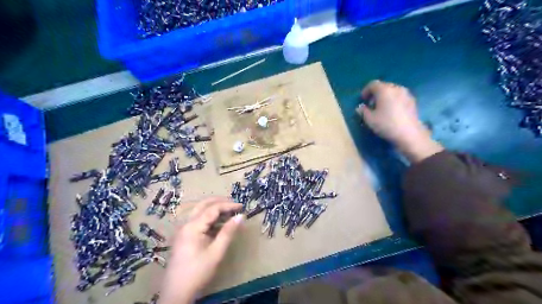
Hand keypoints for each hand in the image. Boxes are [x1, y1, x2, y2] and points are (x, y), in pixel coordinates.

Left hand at [159, 198, 243, 303]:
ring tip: (229, 212)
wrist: (177, 292)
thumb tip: (240, 216)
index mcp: (192, 226)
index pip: (213, 209)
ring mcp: (183, 230)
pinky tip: (218, 224)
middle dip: (220, 202)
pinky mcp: (183, 236)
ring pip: (199, 211)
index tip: (242, 206)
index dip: (228, 205)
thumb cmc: (198, 272)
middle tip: (234, 204)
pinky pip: (197, 220)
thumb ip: (228, 232)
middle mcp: (186, 224)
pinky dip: (209, 217)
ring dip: (214, 209)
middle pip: (203, 205)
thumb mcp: (216, 252)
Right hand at [358, 80, 442, 162]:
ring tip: (381, 108)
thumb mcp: (370, 119)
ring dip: (385, 97)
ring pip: (392, 91)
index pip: (372, 84)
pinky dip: (393, 100)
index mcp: (384, 90)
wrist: (409, 134)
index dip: (365, 91)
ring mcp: (406, 94)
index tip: (362, 100)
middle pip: (383, 86)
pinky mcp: (412, 101)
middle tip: (371, 104)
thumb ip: (363, 111)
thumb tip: (360, 107)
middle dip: (375, 94)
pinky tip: (391, 111)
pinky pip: (399, 97)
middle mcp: (396, 88)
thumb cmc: (387, 124)